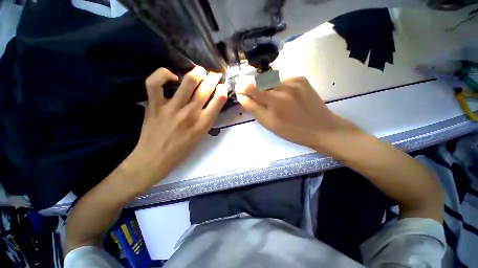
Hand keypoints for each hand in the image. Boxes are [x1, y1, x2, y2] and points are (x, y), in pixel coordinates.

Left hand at [127, 67, 226, 188]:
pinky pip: (155, 83)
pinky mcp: (154, 105)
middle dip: (213, 78)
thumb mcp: (200, 137)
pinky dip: (163, 74)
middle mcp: (190, 114)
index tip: (222, 87)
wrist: (154, 159)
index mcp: (203, 124)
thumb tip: (209, 104)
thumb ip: (205, 120)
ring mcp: (171, 108)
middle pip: (205, 90)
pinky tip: (171, 76)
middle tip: (214, 74)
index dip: (223, 91)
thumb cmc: (181, 151)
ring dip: (197, 73)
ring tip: (200, 71)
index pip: (218, 102)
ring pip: (187, 83)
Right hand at [236, 76, 359, 151]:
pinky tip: (283, 95)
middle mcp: (282, 86)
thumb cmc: (291, 130)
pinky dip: (277, 86)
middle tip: (255, 97)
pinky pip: (281, 79)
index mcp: (273, 100)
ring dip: (265, 87)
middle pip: (259, 80)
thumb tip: (241, 95)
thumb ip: (253, 108)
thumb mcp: (268, 123)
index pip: (250, 86)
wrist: (321, 128)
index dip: (242, 87)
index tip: (240, 91)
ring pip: (270, 79)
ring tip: (271, 98)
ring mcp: (293, 80)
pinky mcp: (301, 78)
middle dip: (253, 87)